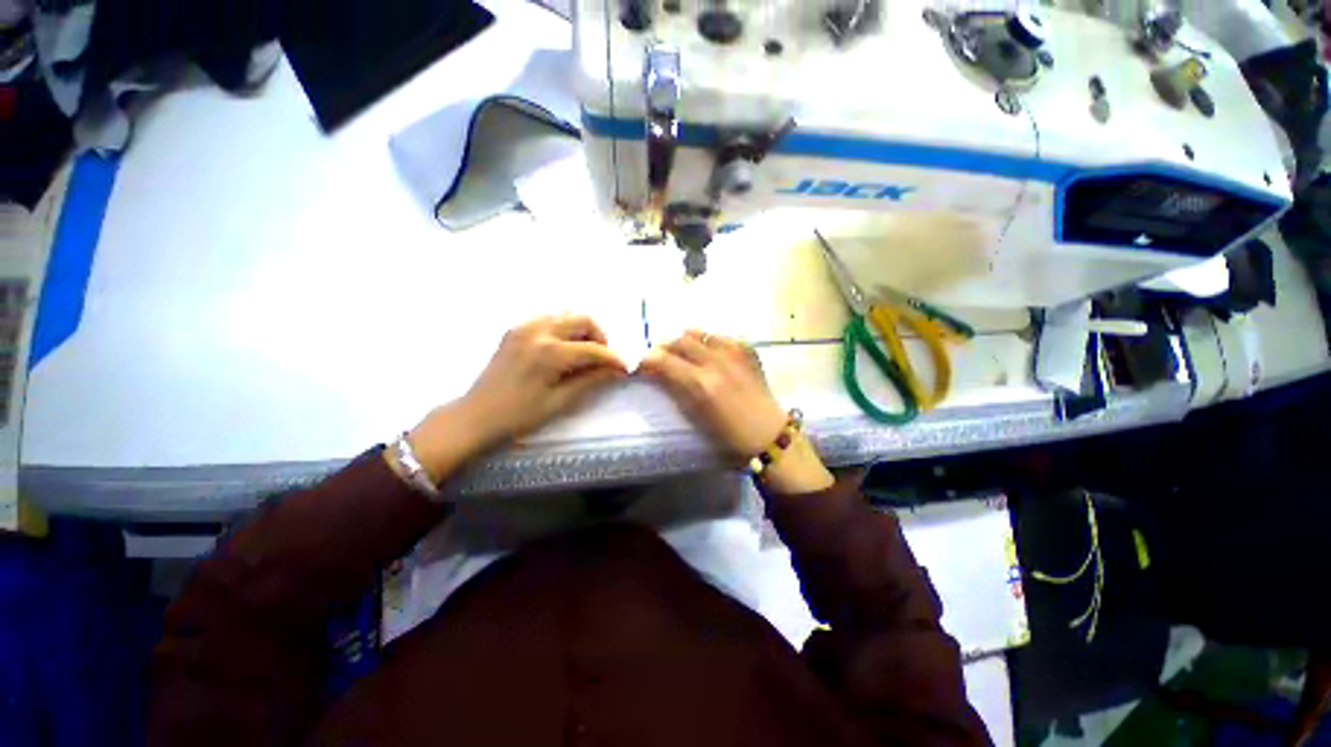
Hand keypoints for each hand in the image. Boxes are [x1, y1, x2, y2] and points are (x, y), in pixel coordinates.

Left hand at [460, 314, 628, 445]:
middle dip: (600, 338)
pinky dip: (564, 330)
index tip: (625, 367)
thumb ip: (591, 380)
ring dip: (582, 331)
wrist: (476, 416)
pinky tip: (563, 350)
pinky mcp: (515, 329)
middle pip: (582, 320)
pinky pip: (549, 320)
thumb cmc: (519, 415)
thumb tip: (617, 370)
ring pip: (566, 316)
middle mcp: (537, 331)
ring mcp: (524, 326)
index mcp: (549, 352)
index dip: (613, 358)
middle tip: (603, 359)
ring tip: (584, 355)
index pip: (593, 349)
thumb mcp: (560, 401)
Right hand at [640, 330, 832, 493]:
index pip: (663, 360)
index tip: (642, 365)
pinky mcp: (748, 350)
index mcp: (700, 383)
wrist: (769, 435)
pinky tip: (710, 354)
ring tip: (684, 353)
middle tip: (661, 359)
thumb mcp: (695, 416)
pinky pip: (721, 336)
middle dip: (664, 348)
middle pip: (679, 341)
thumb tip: (659, 373)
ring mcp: (734, 352)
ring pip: (699, 333)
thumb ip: (676, 390)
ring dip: (686, 341)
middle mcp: (715, 361)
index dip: (647, 360)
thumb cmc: (728, 436)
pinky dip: (709, 342)